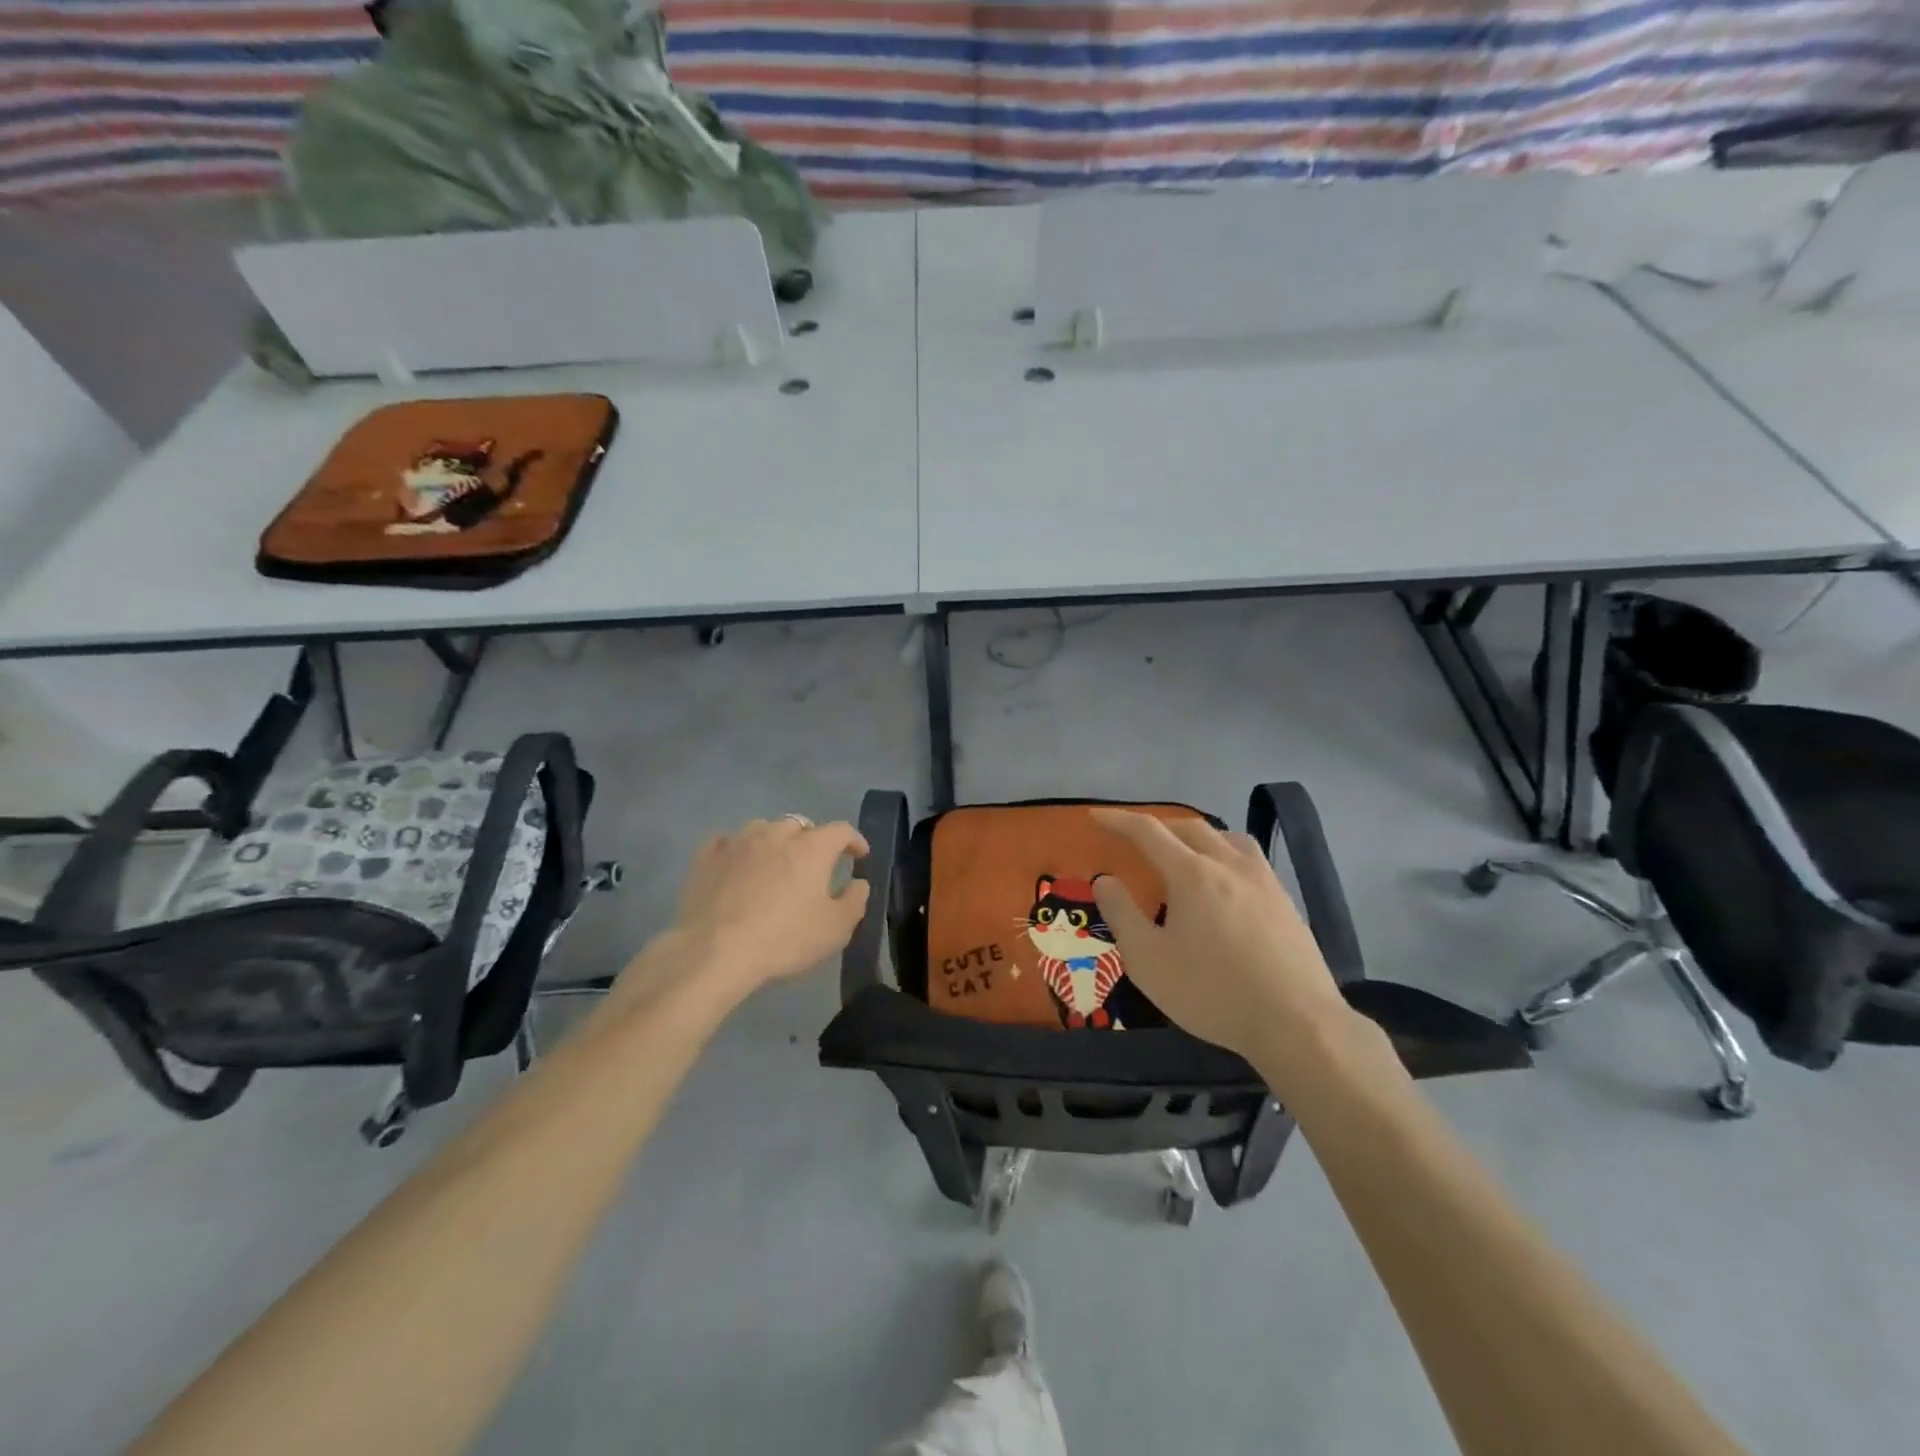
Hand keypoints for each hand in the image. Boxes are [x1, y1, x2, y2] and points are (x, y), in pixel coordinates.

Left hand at [666, 817, 870, 1000]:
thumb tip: (859, 883)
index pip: (841, 831)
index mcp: (812, 848)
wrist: (715, 951)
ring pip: (763, 829)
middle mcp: (776, 834)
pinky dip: (739, 849)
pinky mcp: (707, 856)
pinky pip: (728, 841)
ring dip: (775, 841)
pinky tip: (737, 864)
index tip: (859, 855)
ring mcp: (739, 841)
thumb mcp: (835, 929)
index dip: (854, 840)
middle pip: (800, 825)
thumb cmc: (784, 938)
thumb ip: (855, 900)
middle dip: (812, 841)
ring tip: (774, 863)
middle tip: (814, 865)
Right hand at [1090, 810, 1352, 1062]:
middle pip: (1190, 828)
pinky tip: (1228, 886)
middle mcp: (1229, 865)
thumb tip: (1105, 880)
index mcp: (1192, 874)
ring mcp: (1264, 882)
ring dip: (1199, 836)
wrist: (1297, 1023)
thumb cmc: (1212, 992)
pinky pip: (1251, 861)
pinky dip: (1227, 856)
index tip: (1096, 816)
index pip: (1149, 832)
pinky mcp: (1286, 903)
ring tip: (1187, 854)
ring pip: (1228, 838)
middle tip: (1137, 838)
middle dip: (1159, 826)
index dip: (1119, 821)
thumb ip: (1122, 914)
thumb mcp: (1149, 960)